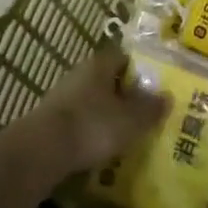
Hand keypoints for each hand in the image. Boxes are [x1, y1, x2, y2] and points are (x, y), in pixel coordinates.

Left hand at [18, 46, 169, 178]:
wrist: (41, 151)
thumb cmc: (92, 126)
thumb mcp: (130, 121)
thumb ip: (150, 109)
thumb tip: (167, 97)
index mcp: (100, 65)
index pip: (123, 57)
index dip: (140, 69)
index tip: (153, 86)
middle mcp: (80, 74)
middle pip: (107, 79)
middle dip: (123, 94)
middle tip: (141, 112)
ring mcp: (62, 97)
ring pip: (91, 100)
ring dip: (105, 114)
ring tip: (123, 134)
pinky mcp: (50, 121)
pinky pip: (77, 120)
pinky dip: (88, 131)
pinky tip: (98, 149)